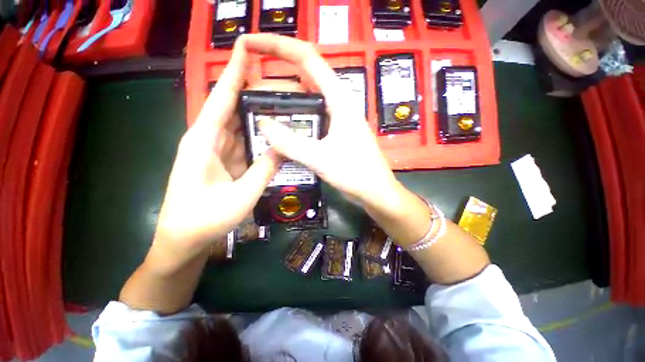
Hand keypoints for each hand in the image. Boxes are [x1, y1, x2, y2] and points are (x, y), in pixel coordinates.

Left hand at [151, 38, 279, 271]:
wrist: (184, 240)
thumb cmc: (205, 219)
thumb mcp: (242, 195)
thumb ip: (264, 169)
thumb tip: (284, 147)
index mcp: (204, 140)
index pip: (222, 97)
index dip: (235, 72)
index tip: (248, 48)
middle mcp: (209, 139)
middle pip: (234, 107)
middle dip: (256, 93)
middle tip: (283, 84)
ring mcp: (218, 151)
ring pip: (241, 126)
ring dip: (260, 116)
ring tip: (284, 106)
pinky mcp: (225, 161)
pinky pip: (245, 143)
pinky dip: (259, 138)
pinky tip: (275, 134)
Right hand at [246, 35, 399, 206]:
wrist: (375, 190)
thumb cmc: (355, 173)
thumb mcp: (321, 158)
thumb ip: (291, 143)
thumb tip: (262, 124)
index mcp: (339, 99)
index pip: (307, 59)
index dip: (277, 45)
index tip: (251, 44)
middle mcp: (337, 104)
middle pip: (303, 79)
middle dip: (275, 81)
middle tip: (250, 92)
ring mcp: (336, 119)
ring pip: (306, 102)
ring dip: (284, 104)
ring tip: (260, 111)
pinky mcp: (334, 133)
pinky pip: (310, 120)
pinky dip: (294, 121)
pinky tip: (281, 131)